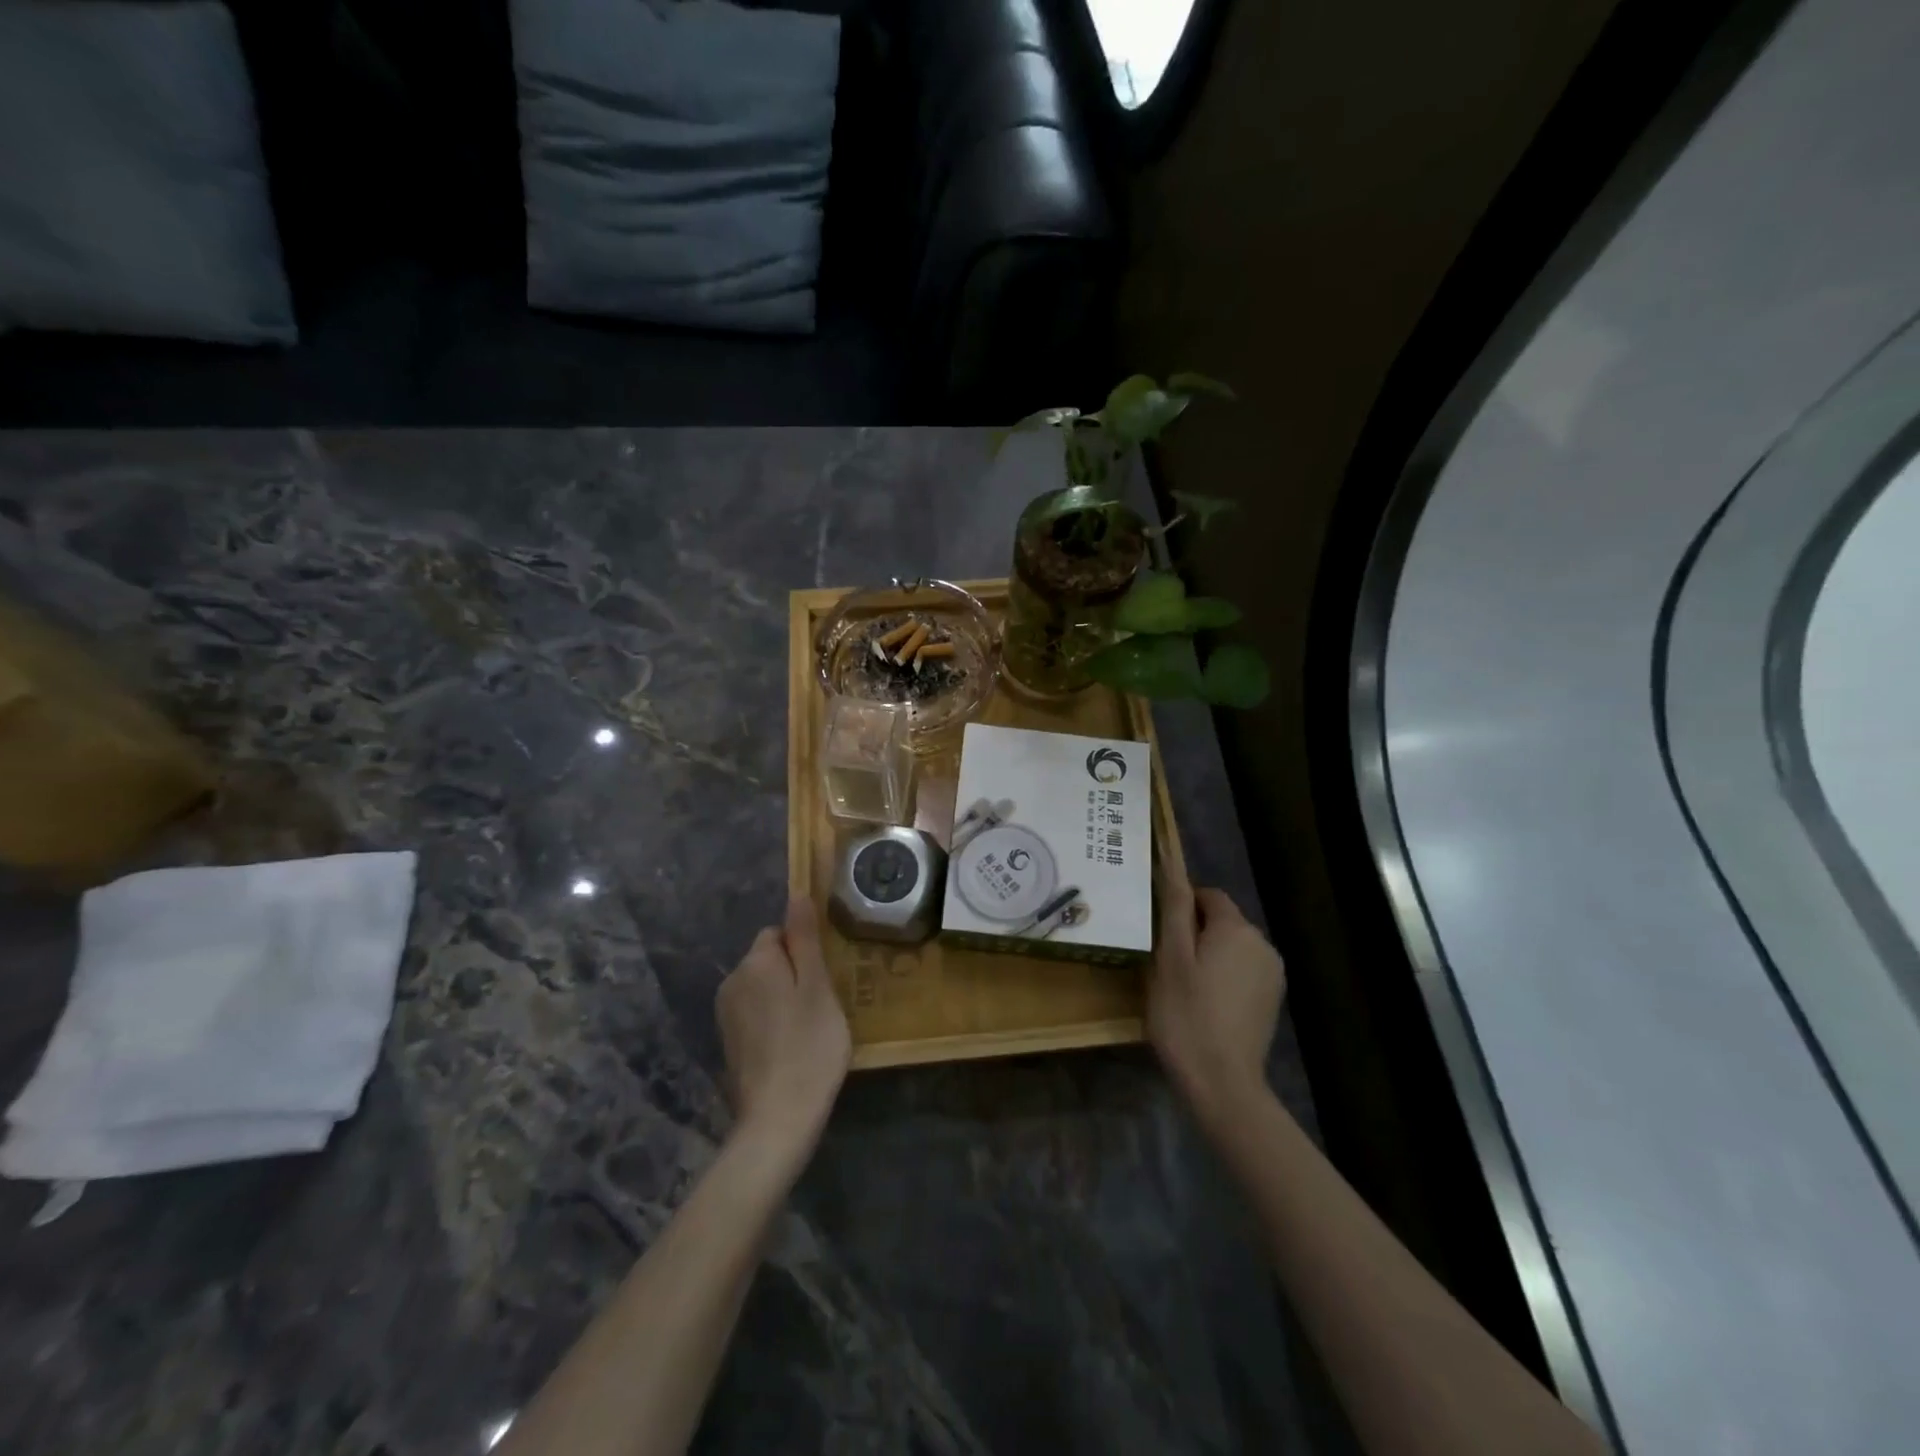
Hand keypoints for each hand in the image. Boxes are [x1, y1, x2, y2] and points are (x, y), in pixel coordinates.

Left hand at [716, 897, 851, 1161]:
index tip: (824, 976)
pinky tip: (792, 1046)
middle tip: (822, 1004)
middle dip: (794, 973)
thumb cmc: (809, 1045)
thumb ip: (805, 939)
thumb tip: (796, 895)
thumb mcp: (817, 986)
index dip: (804, 950)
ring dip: (784, 998)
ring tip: (810, 1028)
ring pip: (762, 988)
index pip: (778, 933)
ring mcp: (726, 1015)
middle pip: (768, 959)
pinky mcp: (728, 1043)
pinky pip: (756, 1015)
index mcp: (755, 963)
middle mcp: (732, 982)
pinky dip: (773, 1022)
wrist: (778, 1118)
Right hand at [1147, 869, 1285, 1128]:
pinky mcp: (1271, 999)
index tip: (1158, 932)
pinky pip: (1242, 970)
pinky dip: (1222, 976)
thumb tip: (1172, 865)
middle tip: (1164, 962)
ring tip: (1182, 985)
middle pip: (1222, 920)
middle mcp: (1262, 943)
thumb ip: (1175, 909)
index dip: (1181, 906)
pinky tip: (1204, 1003)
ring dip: (1208, 955)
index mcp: (1236, 928)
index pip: (1208, 895)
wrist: (1223, 1083)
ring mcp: (1272, 973)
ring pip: (1231, 946)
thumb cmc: (1186, 1015)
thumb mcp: (1170, 958)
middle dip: (1194, 932)